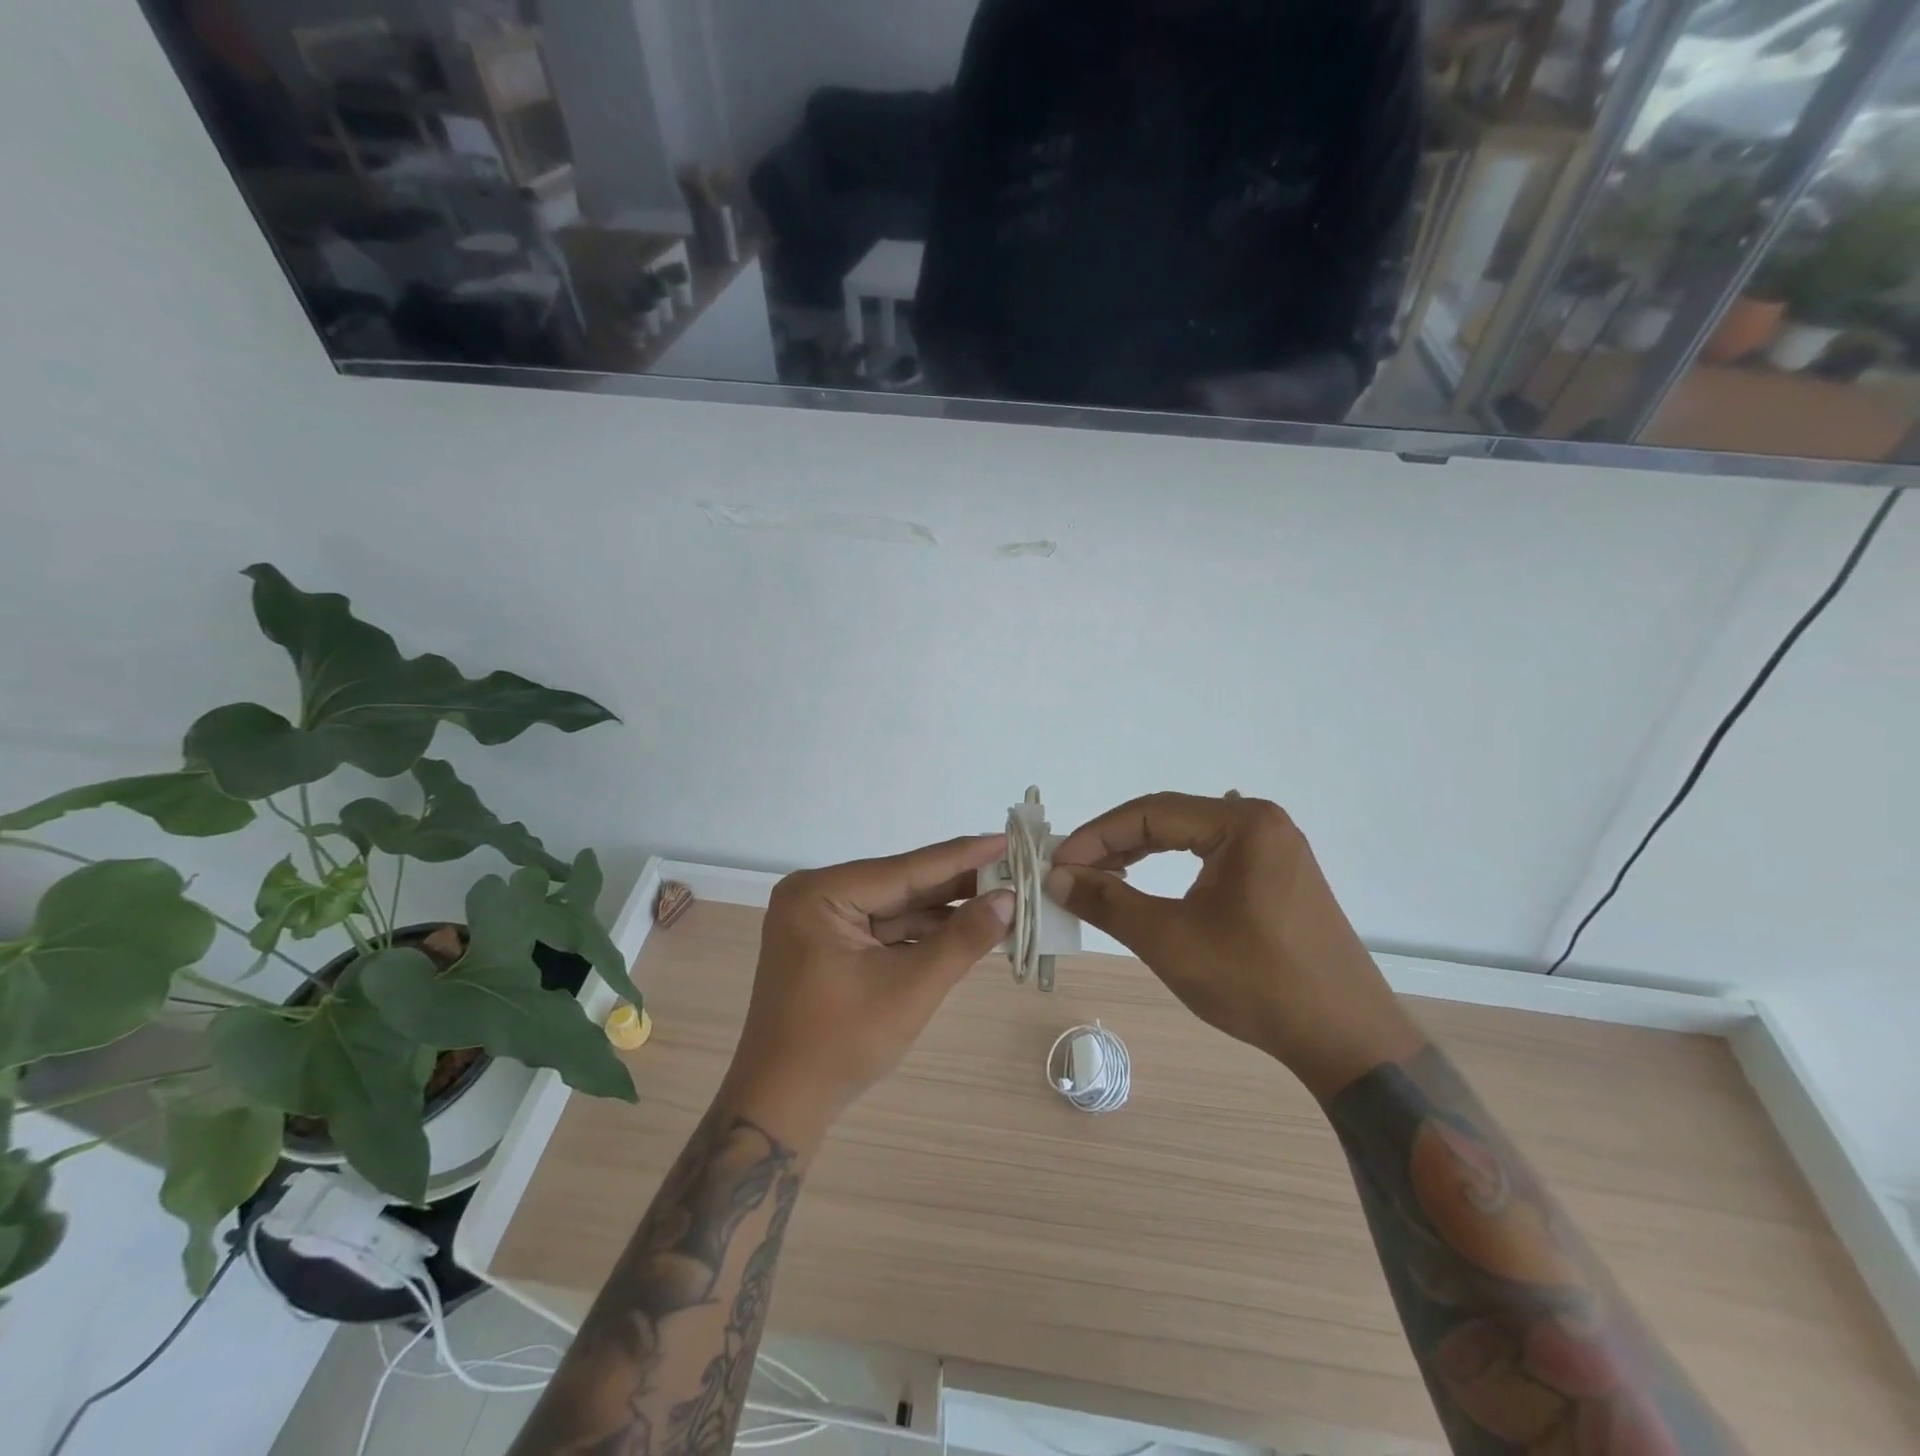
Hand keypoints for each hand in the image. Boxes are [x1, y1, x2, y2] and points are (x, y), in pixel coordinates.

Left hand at [719, 835, 1013, 1151]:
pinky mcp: (830, 946)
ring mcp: (821, 921)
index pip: (906, 869)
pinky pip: (885, 929)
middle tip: (1014, 871)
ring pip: (896, 908)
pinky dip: (923, 933)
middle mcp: (817, 895)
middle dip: (958, 885)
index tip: (1008, 838)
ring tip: (1001, 901)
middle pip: (901, 885)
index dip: (963, 856)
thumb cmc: (841, 1044)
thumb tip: (1010, 900)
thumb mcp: (910, 988)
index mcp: (821, 893)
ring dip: (945, 912)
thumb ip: (962, 939)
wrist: (782, 1106)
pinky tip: (965, 928)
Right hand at [1046, 793, 1421, 1099]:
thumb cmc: (1256, 982)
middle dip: (1114, 844)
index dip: (1095, 836)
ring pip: (1188, 837)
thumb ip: (1108, 902)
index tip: (1057, 864)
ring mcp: (1275, 849)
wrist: (1346, 1040)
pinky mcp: (1279, 876)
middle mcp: (1261, 823)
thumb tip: (1057, 878)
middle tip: (1071, 872)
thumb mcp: (1170, 940)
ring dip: (1139, 855)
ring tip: (1098, 879)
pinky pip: (1210, 857)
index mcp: (1243, 823)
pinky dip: (1170, 869)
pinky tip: (1145, 886)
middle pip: (1168, 818)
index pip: (1150, 812)